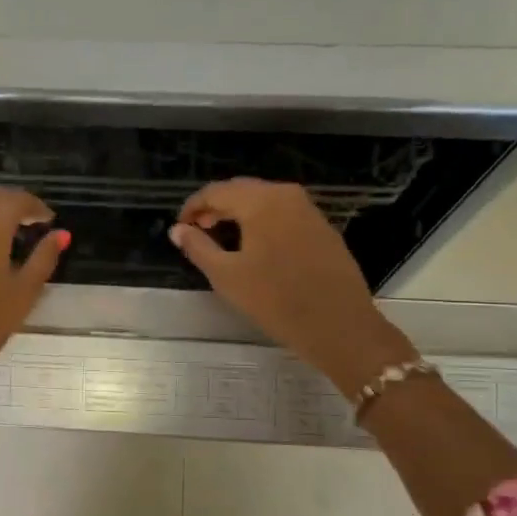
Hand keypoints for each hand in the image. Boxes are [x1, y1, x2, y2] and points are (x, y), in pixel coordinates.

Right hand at [171, 178, 416, 397]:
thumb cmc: (276, 300)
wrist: (338, 325)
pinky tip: (255, 245)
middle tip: (198, 231)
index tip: (181, 227)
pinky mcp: (322, 227)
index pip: (216, 191)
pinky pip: (283, 213)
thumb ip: (198, 247)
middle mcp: (286, 195)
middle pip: (241, 190)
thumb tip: (178, 229)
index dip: (193, 206)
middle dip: (216, 206)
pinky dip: (262, 221)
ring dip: (239, 213)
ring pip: (264, 199)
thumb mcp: (227, 276)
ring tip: (223, 238)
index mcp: (260, 201)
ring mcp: (308, 209)